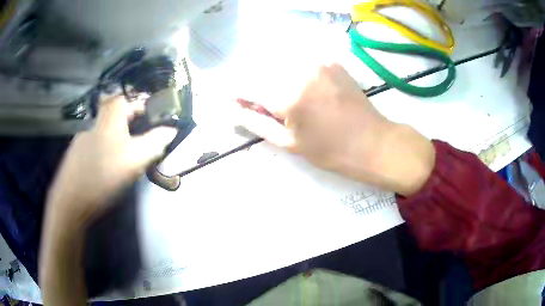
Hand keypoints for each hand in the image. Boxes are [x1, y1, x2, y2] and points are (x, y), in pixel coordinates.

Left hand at [47, 95, 176, 222]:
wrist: (71, 200)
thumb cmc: (104, 175)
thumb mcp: (135, 159)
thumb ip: (155, 142)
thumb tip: (171, 130)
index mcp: (110, 116)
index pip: (131, 98)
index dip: (146, 103)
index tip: (157, 114)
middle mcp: (96, 121)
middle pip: (118, 112)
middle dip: (133, 119)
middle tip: (144, 134)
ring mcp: (83, 137)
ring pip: (106, 128)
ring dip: (119, 134)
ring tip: (127, 152)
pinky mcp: (77, 153)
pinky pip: (96, 142)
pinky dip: (106, 147)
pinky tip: (107, 164)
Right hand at [237, 63, 434, 195]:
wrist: (372, 141)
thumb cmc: (330, 150)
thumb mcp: (289, 142)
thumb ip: (256, 121)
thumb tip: (233, 109)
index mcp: (287, 95)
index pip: (246, 84)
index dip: (231, 88)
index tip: (222, 93)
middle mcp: (299, 70)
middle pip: (261, 68)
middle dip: (252, 83)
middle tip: (256, 102)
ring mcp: (317, 61)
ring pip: (280, 62)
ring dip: (271, 75)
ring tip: (280, 97)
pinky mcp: (330, 60)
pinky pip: (300, 60)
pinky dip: (291, 70)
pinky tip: (300, 87)